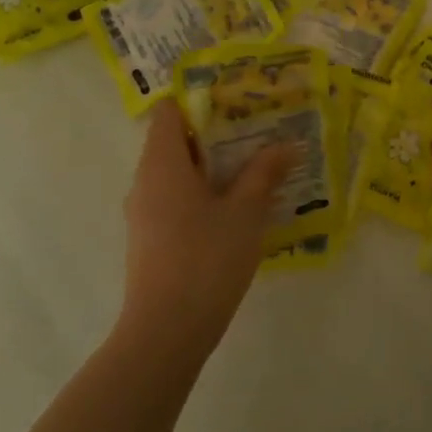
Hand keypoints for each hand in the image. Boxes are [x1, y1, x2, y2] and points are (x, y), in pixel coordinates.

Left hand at [119, 101, 291, 365]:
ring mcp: (144, 212)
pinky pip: (177, 200)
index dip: (201, 101)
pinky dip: (205, 194)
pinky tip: (239, 208)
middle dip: (218, 134)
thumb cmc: (206, 259)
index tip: (239, 102)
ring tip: (258, 167)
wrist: (167, 330)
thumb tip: (287, 144)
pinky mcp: (151, 238)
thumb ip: (265, 173)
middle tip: (261, 132)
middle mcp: (145, 181)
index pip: (169, 111)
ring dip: (215, 167)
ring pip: (179, 174)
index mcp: (162, 163)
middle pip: (176, 141)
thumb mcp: (246, 212)